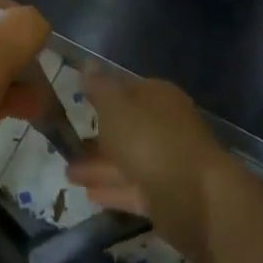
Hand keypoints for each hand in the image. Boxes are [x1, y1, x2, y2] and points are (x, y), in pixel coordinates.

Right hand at [67, 69, 231, 262]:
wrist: (196, 198)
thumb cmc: (151, 140)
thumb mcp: (116, 107)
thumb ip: (99, 87)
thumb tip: (88, 63)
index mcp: (158, 98)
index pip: (128, 90)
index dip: (102, 95)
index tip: (78, 103)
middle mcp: (166, 127)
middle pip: (126, 129)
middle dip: (97, 137)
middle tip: (66, 143)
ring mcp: (168, 163)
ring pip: (127, 161)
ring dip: (98, 167)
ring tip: (67, 174)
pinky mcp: (167, 196)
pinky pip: (133, 189)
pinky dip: (112, 190)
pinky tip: (88, 194)